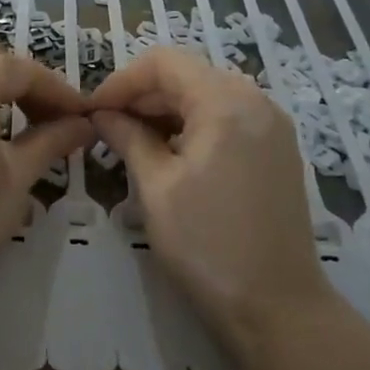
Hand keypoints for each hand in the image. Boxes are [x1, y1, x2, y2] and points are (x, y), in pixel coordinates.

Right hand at [90, 46, 327, 356]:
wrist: (278, 307)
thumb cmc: (208, 244)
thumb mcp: (156, 187)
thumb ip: (128, 138)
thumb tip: (102, 114)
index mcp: (226, 102)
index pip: (164, 62)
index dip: (122, 80)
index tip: (92, 110)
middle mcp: (256, 101)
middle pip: (188, 75)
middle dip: (143, 95)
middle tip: (106, 127)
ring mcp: (272, 125)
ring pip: (207, 95)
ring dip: (166, 110)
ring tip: (131, 141)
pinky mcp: (277, 150)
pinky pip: (228, 118)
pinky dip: (193, 125)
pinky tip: (169, 154)